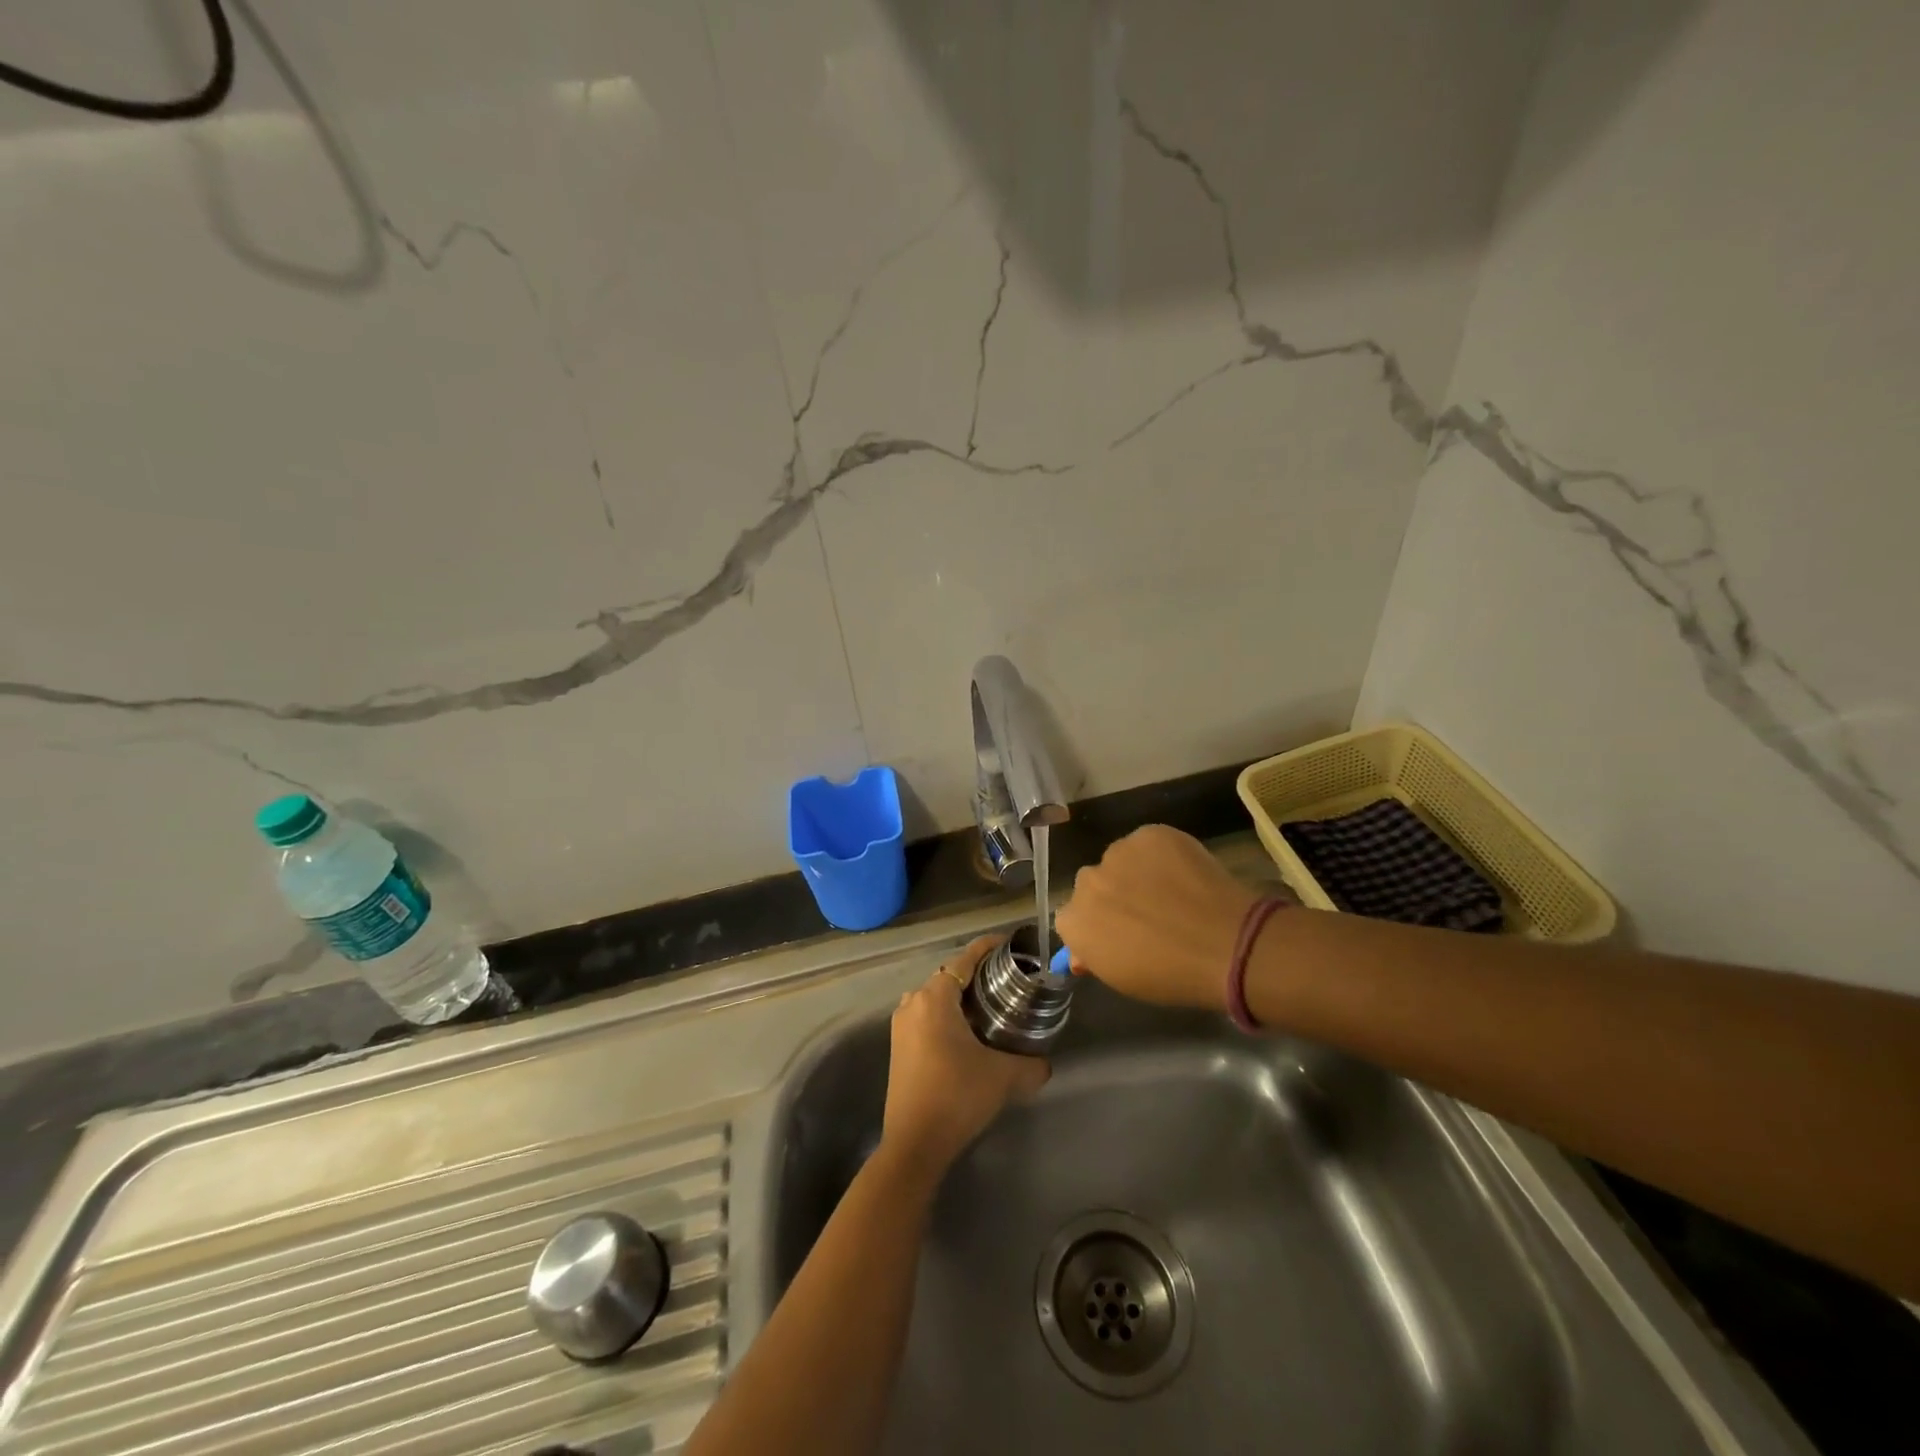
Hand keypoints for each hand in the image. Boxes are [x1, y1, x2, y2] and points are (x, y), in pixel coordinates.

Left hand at [881, 936, 1049, 1178]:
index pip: (965, 958)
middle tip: (1007, 981)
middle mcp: (913, 1002)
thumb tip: (1046, 1063)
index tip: (1011, 946)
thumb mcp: (1004, 1077)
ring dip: (959, 996)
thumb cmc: (957, 1096)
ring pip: (935, 996)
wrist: (915, 1143)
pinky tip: (967, 1033)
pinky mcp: (898, 1046)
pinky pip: (926, 1016)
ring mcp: (901, 1025)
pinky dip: (946, 1015)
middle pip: (949, 975)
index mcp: (935, 997)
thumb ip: (1032, 1064)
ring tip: (989, 1006)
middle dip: (976, 973)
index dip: (988, 947)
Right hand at [1054, 825, 1260, 1010]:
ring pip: (1119, 860)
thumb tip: (1082, 951)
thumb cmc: (1172, 975)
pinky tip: (1185, 874)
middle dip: (1112, 895)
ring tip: (1171, 892)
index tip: (1120, 936)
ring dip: (1135, 872)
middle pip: (1093, 885)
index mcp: (1074, 922)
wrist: (1225, 943)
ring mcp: (1118, 853)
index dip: (1096, 925)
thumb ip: (1095, 957)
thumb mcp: (1124, 980)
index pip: (1071, 918)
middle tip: (1147, 913)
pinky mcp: (1149, 834)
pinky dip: (1161, 855)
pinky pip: (1147, 843)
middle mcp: (1086, 882)